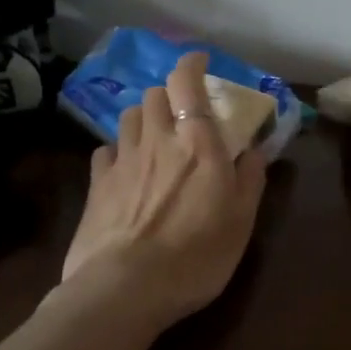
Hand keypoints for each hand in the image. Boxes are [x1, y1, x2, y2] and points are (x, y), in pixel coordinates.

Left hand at [61, 51, 268, 326]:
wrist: (126, 288)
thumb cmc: (196, 255)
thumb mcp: (241, 221)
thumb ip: (251, 178)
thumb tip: (254, 149)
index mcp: (197, 143)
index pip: (186, 83)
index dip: (191, 64)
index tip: (200, 61)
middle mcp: (156, 140)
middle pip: (153, 95)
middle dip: (167, 96)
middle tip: (181, 114)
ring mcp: (122, 161)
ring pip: (127, 117)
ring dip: (142, 118)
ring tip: (152, 136)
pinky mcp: (96, 184)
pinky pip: (105, 151)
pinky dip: (117, 150)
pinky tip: (124, 167)